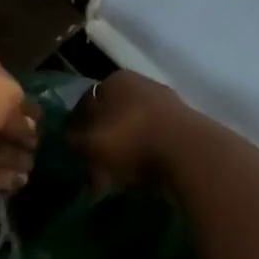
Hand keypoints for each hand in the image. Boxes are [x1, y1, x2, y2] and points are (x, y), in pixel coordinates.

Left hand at [0, 52, 39, 191]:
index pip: (7, 92)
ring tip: (33, 169)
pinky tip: (20, 183)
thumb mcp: (10, 93)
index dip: (24, 109)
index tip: (41, 126)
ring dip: (11, 158)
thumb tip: (30, 128)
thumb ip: (21, 113)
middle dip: (18, 137)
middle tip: (39, 152)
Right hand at [68, 70, 188, 190]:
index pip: (87, 101)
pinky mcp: (188, 126)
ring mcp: (168, 103)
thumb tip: (66, 139)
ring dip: (126, 151)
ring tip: (119, 179)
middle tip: (95, 169)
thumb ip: (73, 141)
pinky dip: (148, 157)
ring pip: (136, 129)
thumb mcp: (91, 144)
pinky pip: (157, 142)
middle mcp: (141, 83)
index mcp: (115, 80)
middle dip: (103, 141)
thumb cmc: (132, 141)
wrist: (192, 155)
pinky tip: (143, 178)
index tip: (74, 152)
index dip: (77, 128)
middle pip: (112, 115)